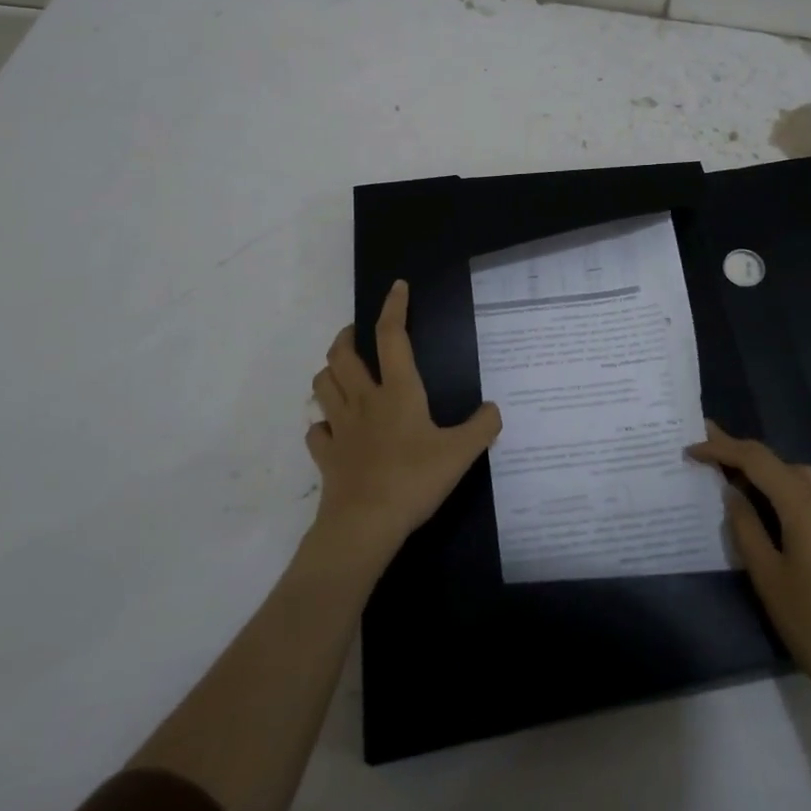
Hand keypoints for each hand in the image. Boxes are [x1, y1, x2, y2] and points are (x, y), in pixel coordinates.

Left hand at [309, 280, 501, 567]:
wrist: (364, 524)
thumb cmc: (414, 479)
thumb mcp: (461, 453)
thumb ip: (482, 427)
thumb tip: (494, 409)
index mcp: (398, 391)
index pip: (392, 337)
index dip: (394, 307)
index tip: (397, 287)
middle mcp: (364, 400)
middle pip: (342, 355)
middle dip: (346, 336)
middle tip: (357, 333)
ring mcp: (340, 428)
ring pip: (322, 385)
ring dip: (329, 372)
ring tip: (343, 372)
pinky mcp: (326, 455)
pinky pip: (316, 431)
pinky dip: (322, 424)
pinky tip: (332, 428)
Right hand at [688, 421, 810, 696]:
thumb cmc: (809, 622)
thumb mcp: (766, 574)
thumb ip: (745, 526)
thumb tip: (732, 493)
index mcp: (804, 506)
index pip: (757, 461)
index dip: (722, 448)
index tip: (692, 448)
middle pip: (777, 461)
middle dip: (741, 452)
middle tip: (707, 450)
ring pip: (795, 475)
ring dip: (763, 469)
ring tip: (730, 474)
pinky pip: (807, 494)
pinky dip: (781, 487)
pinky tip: (763, 504)